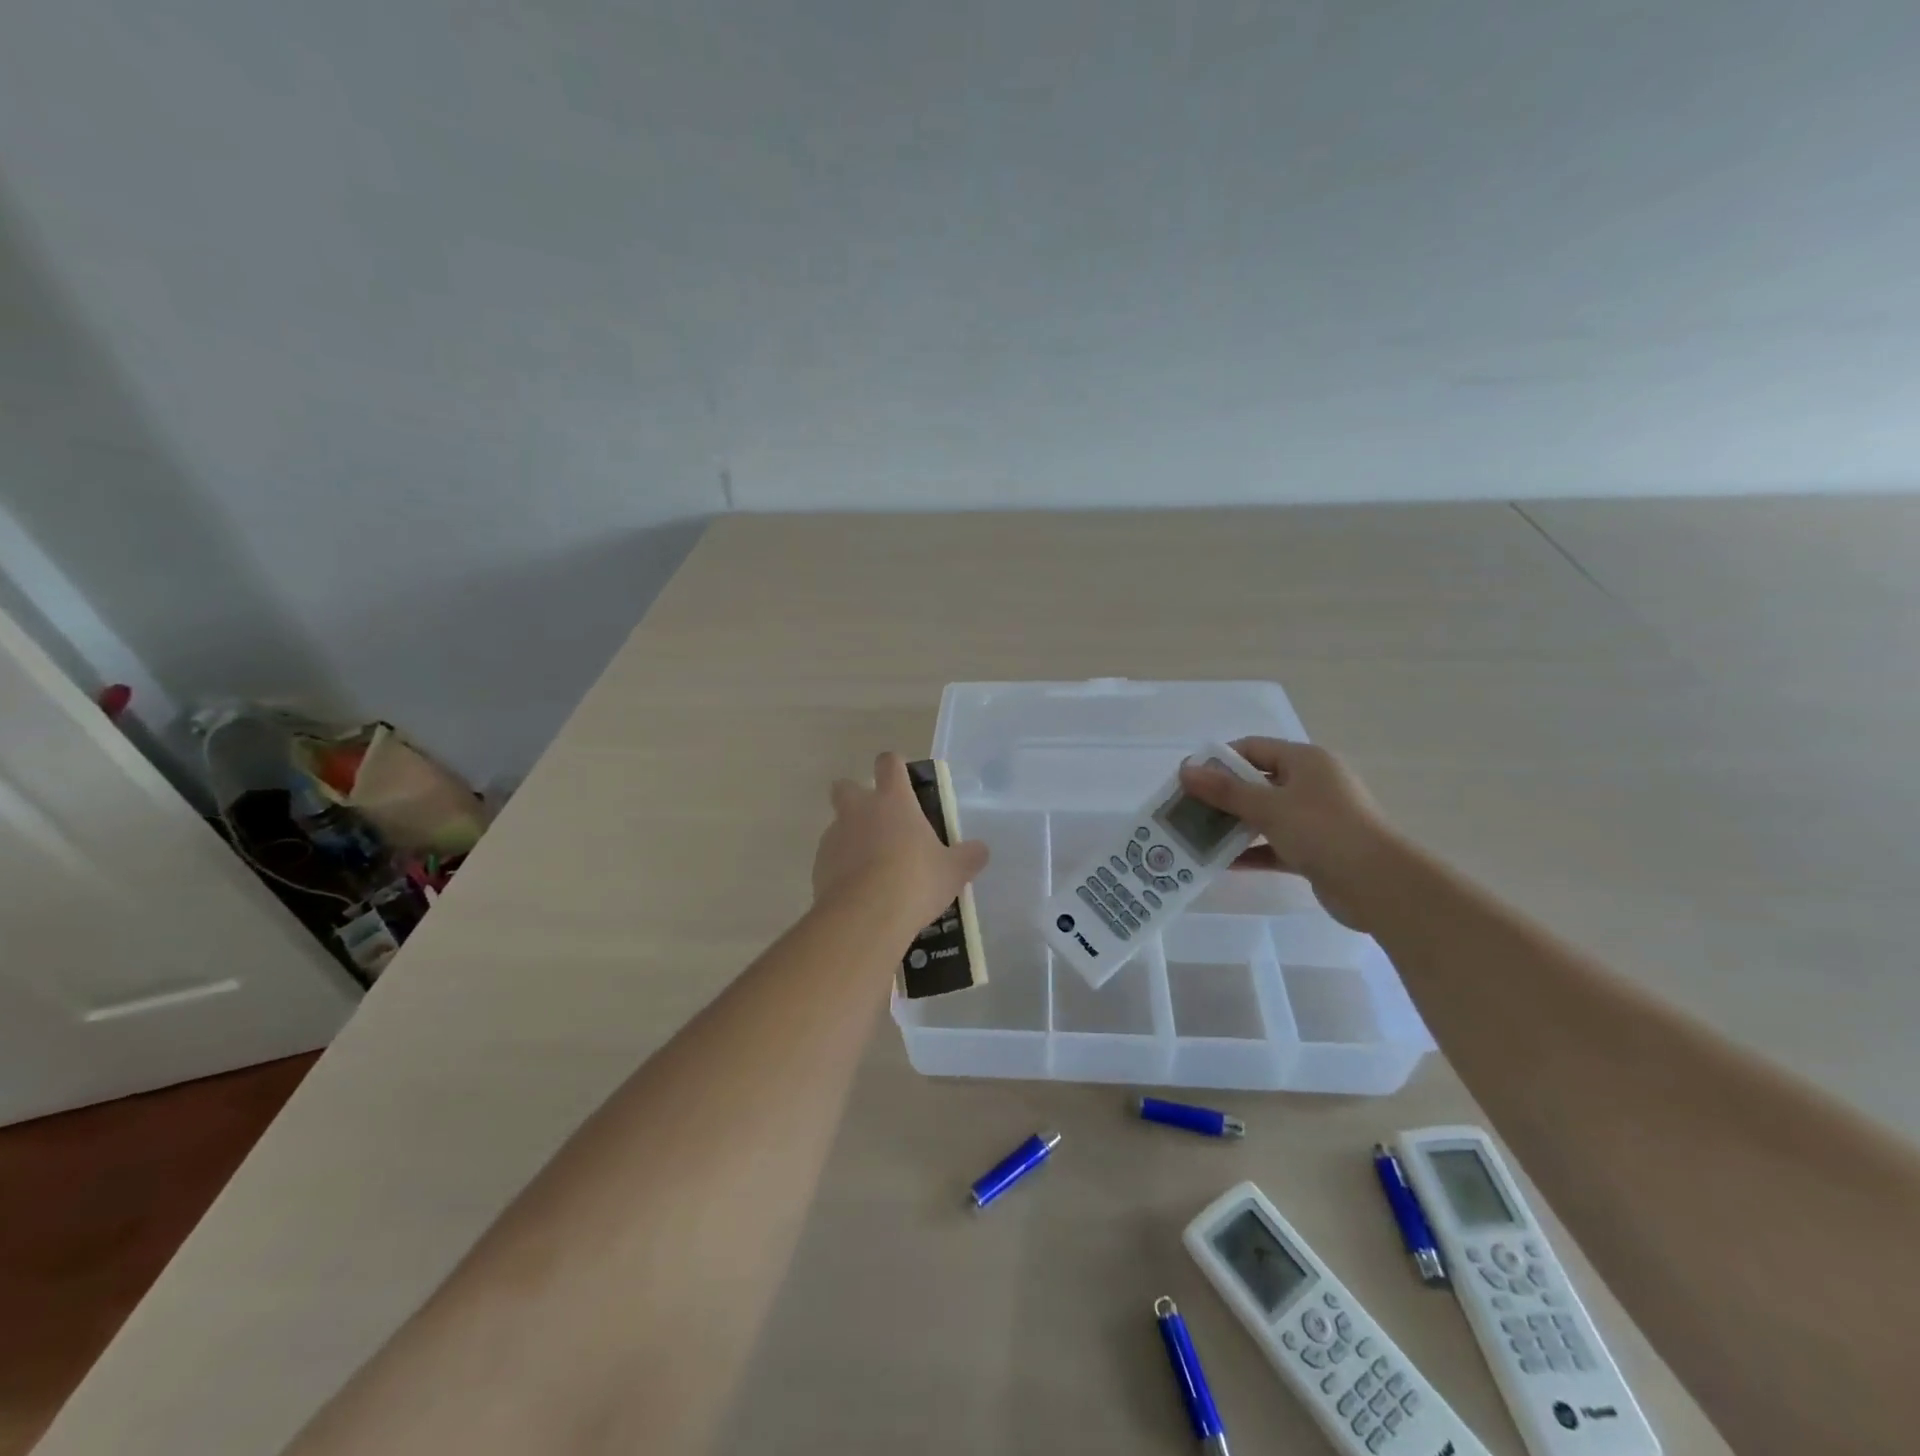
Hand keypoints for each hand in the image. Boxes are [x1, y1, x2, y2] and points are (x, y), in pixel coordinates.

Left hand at [813, 753, 989, 938]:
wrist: (866, 917)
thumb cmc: (916, 881)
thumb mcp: (953, 872)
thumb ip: (968, 857)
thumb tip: (981, 850)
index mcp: (893, 800)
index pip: (889, 763)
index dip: (894, 767)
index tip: (902, 780)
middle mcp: (859, 810)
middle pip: (846, 786)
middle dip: (856, 796)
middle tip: (879, 822)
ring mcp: (834, 837)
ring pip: (838, 825)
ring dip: (851, 838)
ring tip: (873, 868)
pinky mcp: (818, 866)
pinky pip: (830, 859)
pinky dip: (841, 869)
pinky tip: (859, 892)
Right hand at [1178, 739, 1393, 929]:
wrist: (1378, 885)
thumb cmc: (1322, 830)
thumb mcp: (1268, 806)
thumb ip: (1224, 790)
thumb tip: (1184, 770)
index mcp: (1306, 761)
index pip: (1253, 748)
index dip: (1218, 760)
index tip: (1187, 779)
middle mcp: (1312, 784)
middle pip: (1256, 782)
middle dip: (1221, 795)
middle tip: (1186, 809)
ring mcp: (1315, 818)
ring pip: (1264, 815)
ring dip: (1233, 825)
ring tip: (1197, 836)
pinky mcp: (1316, 850)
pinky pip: (1274, 844)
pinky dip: (1251, 851)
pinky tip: (1222, 862)